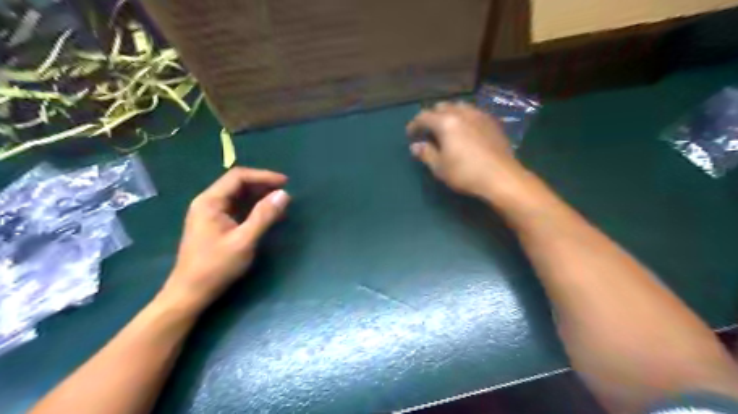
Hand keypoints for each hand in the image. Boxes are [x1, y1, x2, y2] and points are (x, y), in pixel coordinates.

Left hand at [161, 167, 290, 308]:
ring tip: (280, 203)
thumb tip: (283, 195)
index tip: (285, 183)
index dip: (263, 176)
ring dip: (259, 197)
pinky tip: (267, 216)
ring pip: (238, 197)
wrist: (190, 293)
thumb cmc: (216, 267)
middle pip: (237, 184)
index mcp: (210, 202)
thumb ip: (264, 216)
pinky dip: (253, 209)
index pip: (238, 177)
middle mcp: (208, 203)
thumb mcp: (244, 241)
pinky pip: (237, 209)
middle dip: (262, 186)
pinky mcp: (215, 225)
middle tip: (285, 193)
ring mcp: (210, 214)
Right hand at [406, 101, 526, 201]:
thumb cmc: (466, 173)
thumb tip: (415, 146)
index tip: (410, 135)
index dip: (414, 125)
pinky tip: (465, 130)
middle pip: (442, 107)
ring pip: (459, 106)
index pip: (424, 117)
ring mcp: (479, 115)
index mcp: (446, 123)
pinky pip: (473, 113)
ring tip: (446, 128)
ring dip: (449, 114)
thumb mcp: (440, 168)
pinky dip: (464, 117)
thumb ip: (426, 154)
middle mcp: (462, 113)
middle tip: (428, 131)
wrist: (501, 177)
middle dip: (431, 116)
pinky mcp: (492, 122)